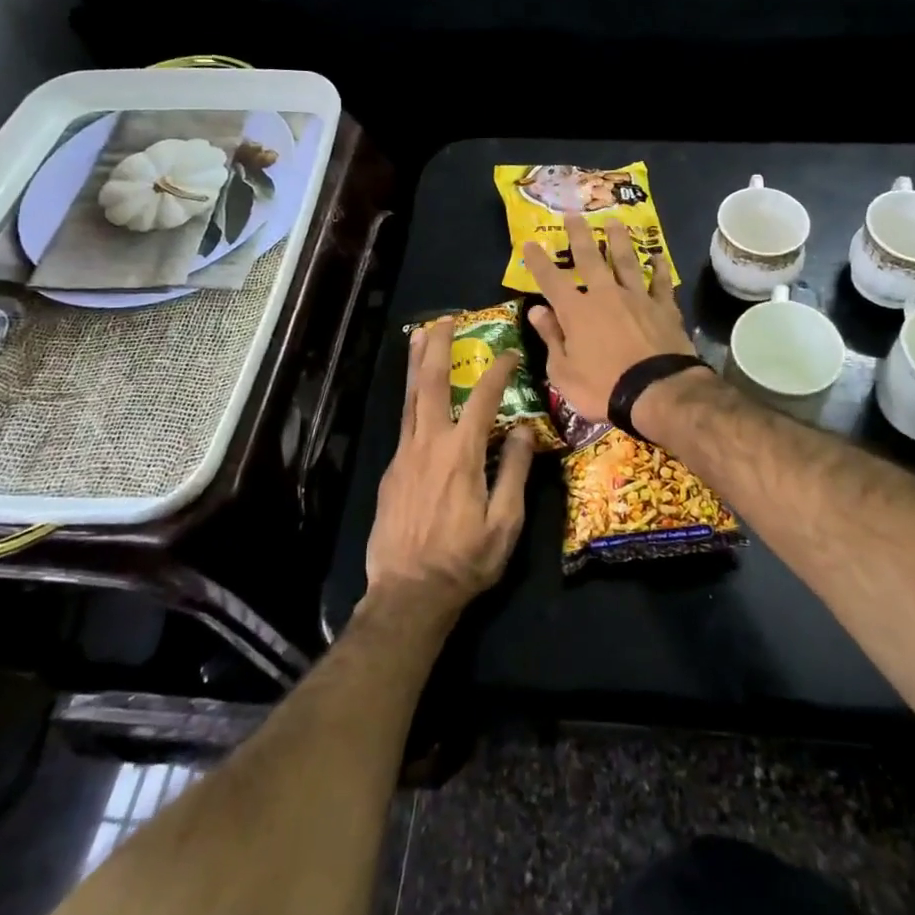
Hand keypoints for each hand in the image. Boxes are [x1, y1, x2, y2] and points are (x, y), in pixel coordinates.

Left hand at [366, 318, 531, 617]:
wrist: (408, 594)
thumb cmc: (464, 561)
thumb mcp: (504, 523)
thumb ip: (514, 471)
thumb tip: (523, 429)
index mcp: (460, 455)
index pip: (482, 400)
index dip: (498, 372)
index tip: (511, 353)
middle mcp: (428, 445)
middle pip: (430, 384)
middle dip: (437, 348)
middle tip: (444, 320)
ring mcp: (404, 456)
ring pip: (409, 399)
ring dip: (415, 364)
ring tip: (419, 336)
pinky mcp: (391, 472)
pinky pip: (404, 424)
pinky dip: (411, 399)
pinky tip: (416, 396)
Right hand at [522, 213, 696, 423]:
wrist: (657, 392)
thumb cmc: (603, 388)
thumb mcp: (563, 372)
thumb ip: (551, 338)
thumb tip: (537, 311)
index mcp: (576, 312)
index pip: (551, 280)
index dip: (538, 261)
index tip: (529, 242)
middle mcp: (605, 295)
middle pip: (590, 258)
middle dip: (579, 235)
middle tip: (574, 214)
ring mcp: (637, 298)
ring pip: (626, 261)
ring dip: (618, 240)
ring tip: (614, 221)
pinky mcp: (664, 308)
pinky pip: (661, 282)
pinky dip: (660, 268)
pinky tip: (657, 257)